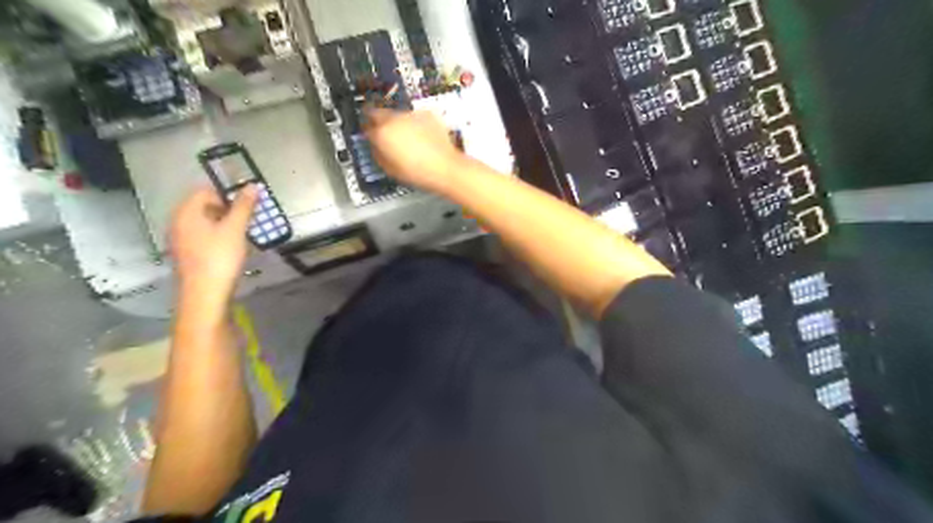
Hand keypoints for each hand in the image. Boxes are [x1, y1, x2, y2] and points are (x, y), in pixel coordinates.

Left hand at [169, 186, 256, 294]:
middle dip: (227, 211)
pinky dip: (217, 237)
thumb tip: (252, 185)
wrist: (205, 294)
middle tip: (247, 222)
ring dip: (224, 225)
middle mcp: (177, 222)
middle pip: (203, 207)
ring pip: (204, 223)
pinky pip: (202, 236)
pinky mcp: (185, 254)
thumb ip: (244, 206)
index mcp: (186, 212)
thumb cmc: (220, 257)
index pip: (205, 191)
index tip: (246, 208)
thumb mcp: (236, 229)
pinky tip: (230, 249)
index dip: (228, 196)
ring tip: (241, 236)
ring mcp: (179, 239)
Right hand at [363, 108, 465, 191]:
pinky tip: (422, 136)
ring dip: (397, 122)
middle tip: (385, 132)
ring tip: (407, 137)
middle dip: (378, 121)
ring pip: (397, 114)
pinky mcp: (427, 114)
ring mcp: (411, 114)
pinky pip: (414, 117)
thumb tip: (376, 146)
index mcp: (382, 133)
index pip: (366, 128)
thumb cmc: (416, 173)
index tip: (371, 136)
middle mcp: (394, 119)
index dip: (367, 132)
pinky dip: (414, 123)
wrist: (445, 167)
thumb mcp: (390, 169)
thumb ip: (378, 154)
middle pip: (378, 113)